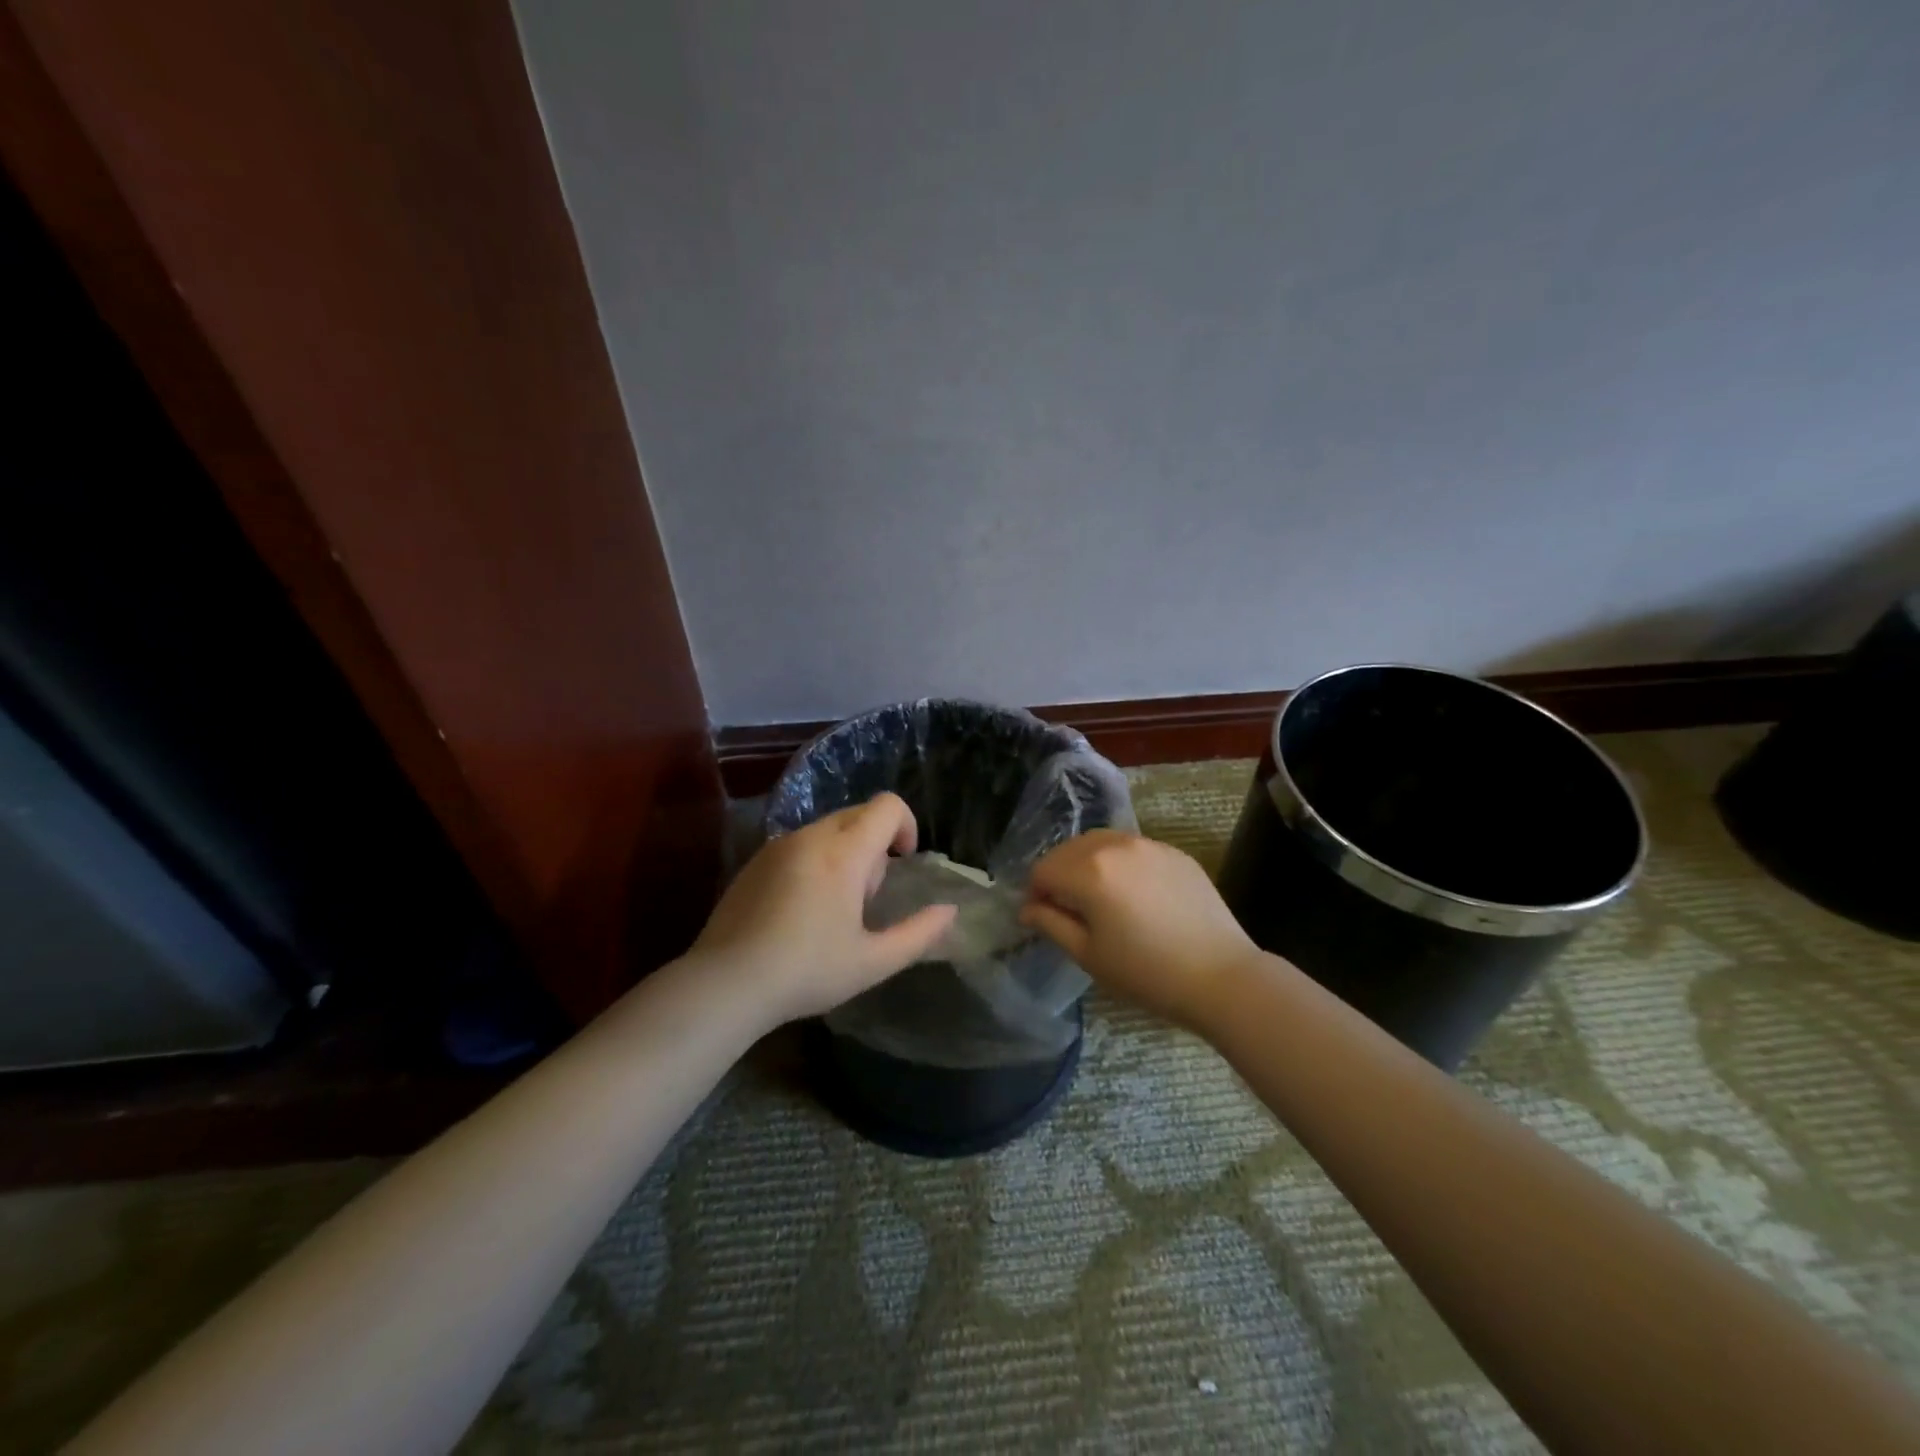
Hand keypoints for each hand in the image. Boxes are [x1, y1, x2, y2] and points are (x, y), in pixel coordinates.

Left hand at [688, 792, 958, 1028]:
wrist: (725, 983)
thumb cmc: (807, 971)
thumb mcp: (873, 962)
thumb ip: (919, 934)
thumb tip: (949, 912)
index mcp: (844, 853)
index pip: (887, 806)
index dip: (906, 825)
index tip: (903, 861)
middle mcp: (811, 837)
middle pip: (858, 814)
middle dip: (875, 843)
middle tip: (866, 896)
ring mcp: (778, 845)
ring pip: (828, 828)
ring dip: (845, 852)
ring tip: (834, 906)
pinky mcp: (755, 860)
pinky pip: (800, 843)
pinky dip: (815, 860)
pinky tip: (801, 909)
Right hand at [1019, 830, 1262, 1030]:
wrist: (1222, 976)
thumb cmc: (1147, 973)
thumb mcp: (1089, 955)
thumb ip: (1051, 923)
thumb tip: (1028, 908)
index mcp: (1089, 870)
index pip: (1043, 869)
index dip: (1035, 894)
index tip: (1044, 918)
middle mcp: (1116, 845)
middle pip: (1069, 850)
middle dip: (1059, 875)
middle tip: (1070, 910)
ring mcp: (1149, 844)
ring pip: (1101, 843)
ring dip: (1088, 865)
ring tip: (1101, 900)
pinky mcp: (1174, 852)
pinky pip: (1132, 849)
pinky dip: (1120, 864)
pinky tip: (1135, 896)